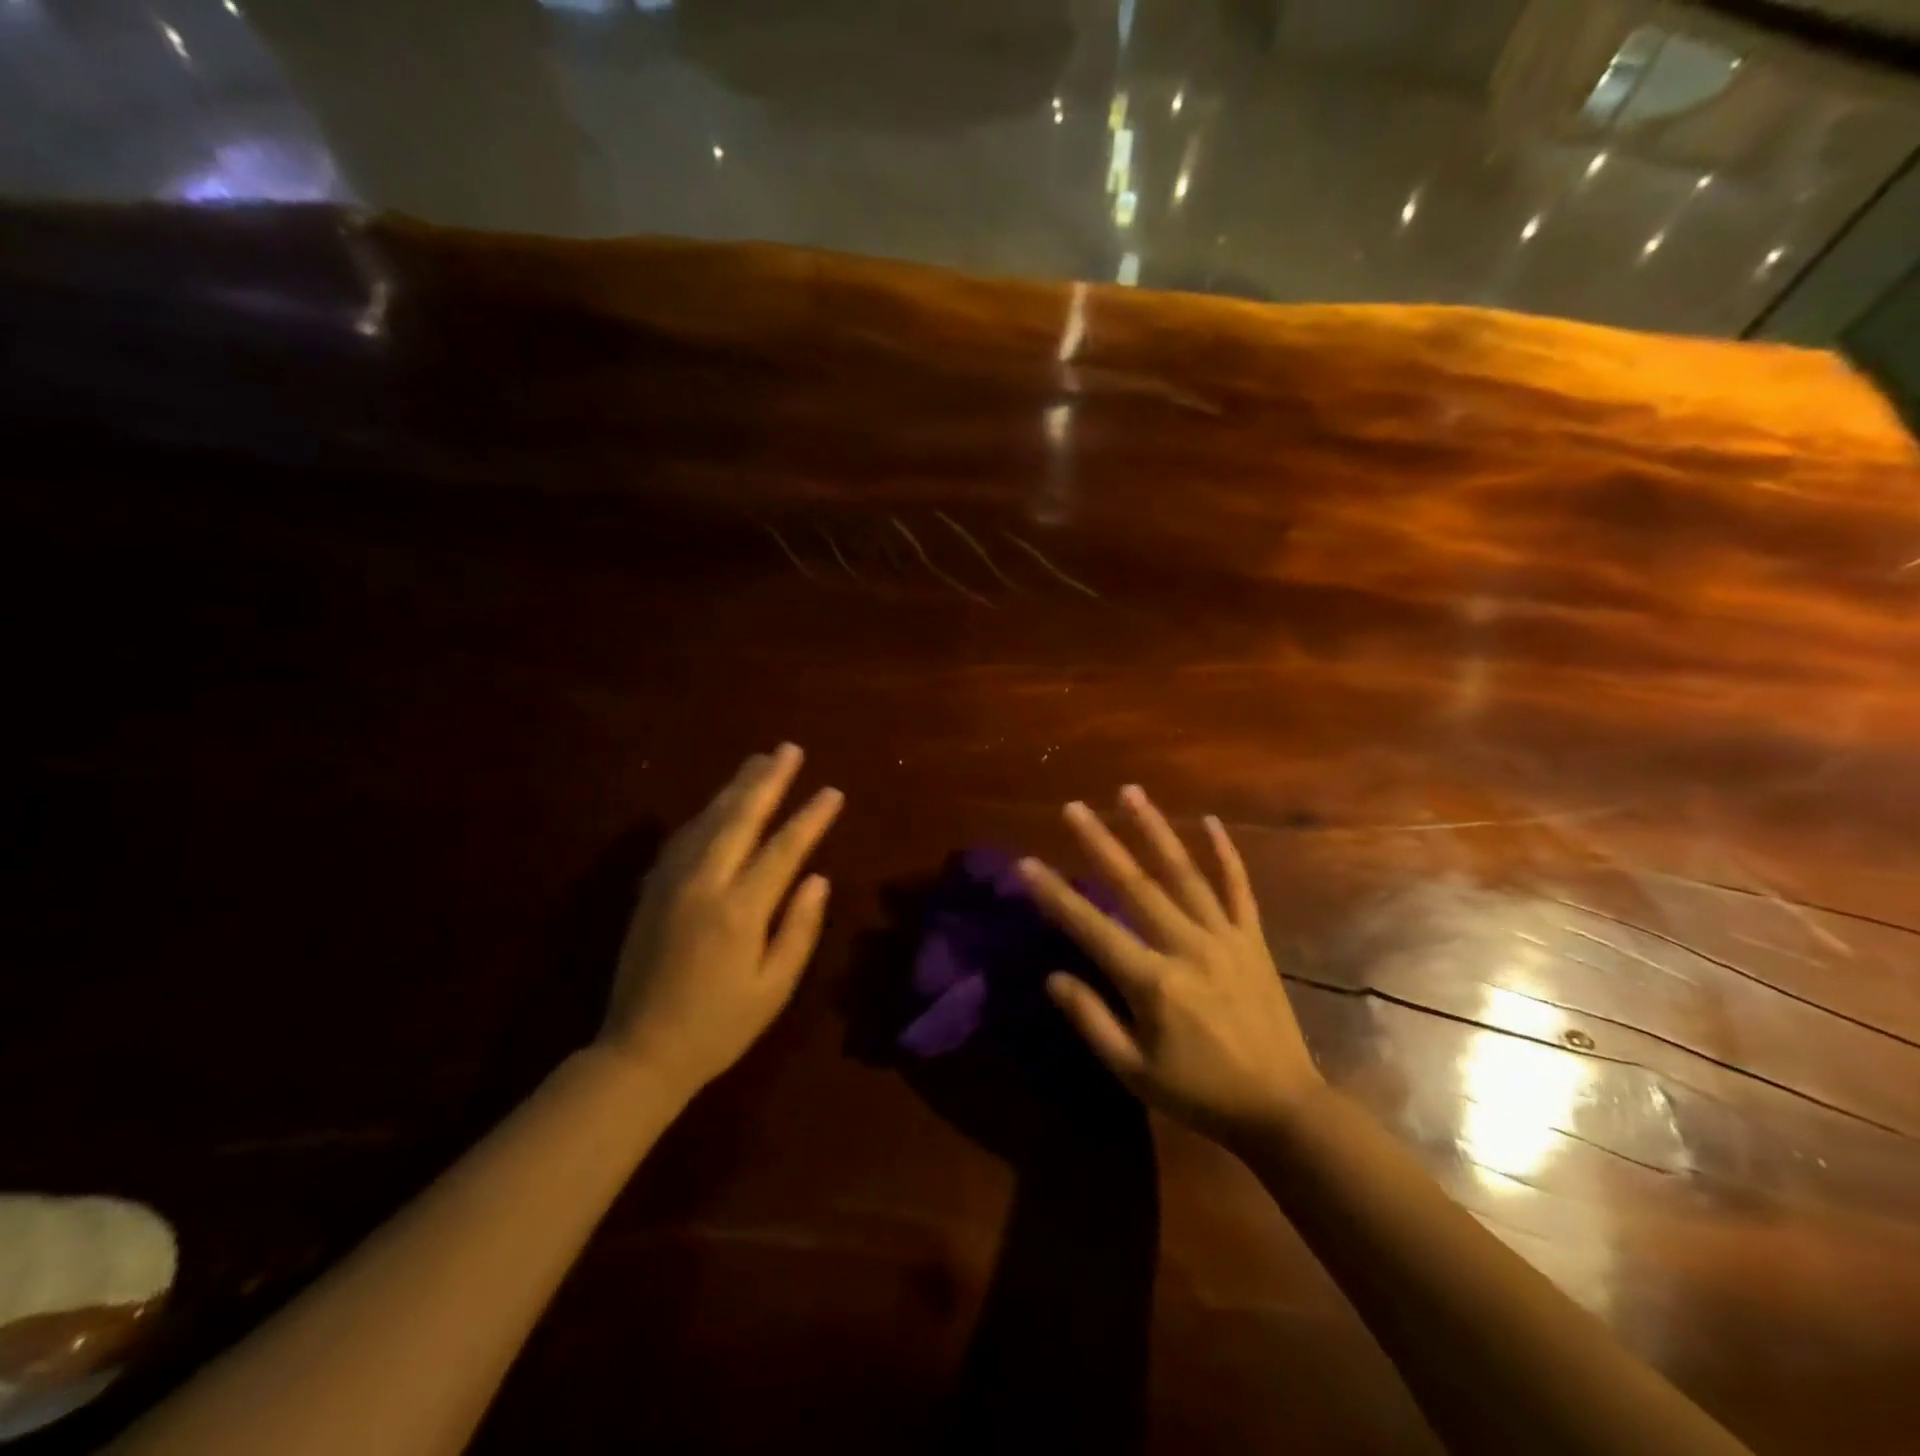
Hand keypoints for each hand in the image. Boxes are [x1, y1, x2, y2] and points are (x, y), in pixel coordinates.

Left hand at [600, 744, 842, 1098]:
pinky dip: (705, 813)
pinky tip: (717, 803)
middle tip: (789, 749)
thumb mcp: (774, 988)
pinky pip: (682, 838)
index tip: (833, 792)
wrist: (640, 1052)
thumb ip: (798, 929)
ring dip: (735, 788)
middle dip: (768, 780)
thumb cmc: (719, 1026)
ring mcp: (671, 883)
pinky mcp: (652, 890)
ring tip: (758, 761)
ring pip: (708, 820)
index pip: (783, 848)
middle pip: (740, 818)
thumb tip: (818, 877)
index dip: (810, 817)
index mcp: (739, 910)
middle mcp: (704, 884)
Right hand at [1017, 786, 1321, 1144]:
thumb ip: (1092, 1020)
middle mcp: (1186, 946)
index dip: (1054, 895)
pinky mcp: (1252, 940)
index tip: (1026, 864)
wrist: (1283, 1109)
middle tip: (1073, 807)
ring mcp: (1224, 937)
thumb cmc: (1201, 1093)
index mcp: (1153, 981)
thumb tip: (1053, 977)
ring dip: (1154, 830)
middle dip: (1099, 842)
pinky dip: (1225, 854)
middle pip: (1134, 884)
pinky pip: (1239, 889)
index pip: (1091, 927)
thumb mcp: (1134, 1072)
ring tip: (1130, 792)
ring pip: (1184, 873)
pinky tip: (1210, 822)